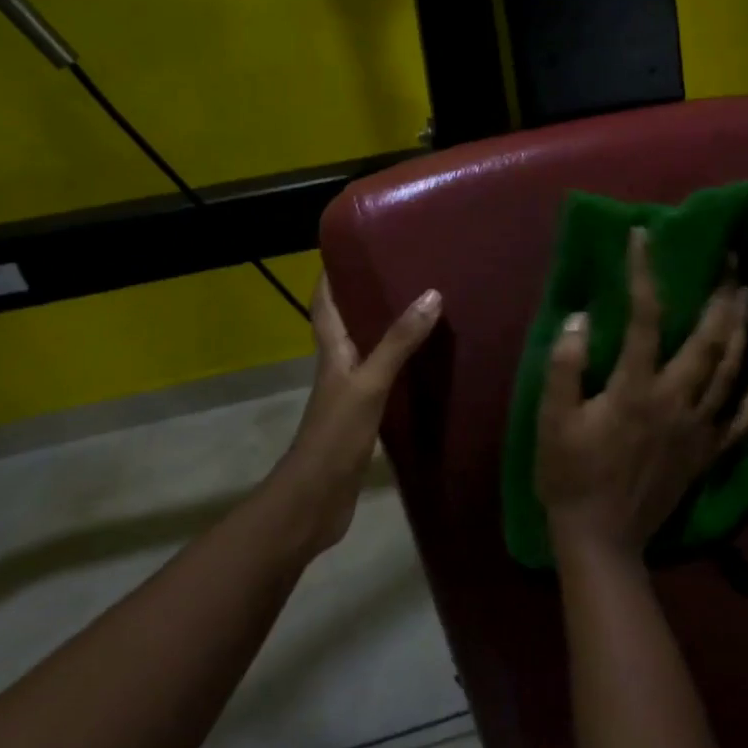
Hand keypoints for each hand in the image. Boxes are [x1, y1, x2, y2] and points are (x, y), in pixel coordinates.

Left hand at [269, 275, 441, 556]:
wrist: (316, 500)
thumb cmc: (336, 435)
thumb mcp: (370, 383)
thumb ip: (398, 342)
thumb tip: (431, 295)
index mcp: (332, 352)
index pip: (325, 304)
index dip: (331, 275)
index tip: (351, 248)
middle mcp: (338, 367)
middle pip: (348, 323)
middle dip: (367, 297)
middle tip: (403, 273)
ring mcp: (350, 394)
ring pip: (368, 351)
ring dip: (387, 332)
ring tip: (421, 310)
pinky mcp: (364, 418)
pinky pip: (384, 381)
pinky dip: (401, 367)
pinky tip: (425, 367)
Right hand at [536, 228, 747, 566]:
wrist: (601, 539)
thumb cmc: (570, 476)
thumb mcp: (553, 420)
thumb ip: (566, 367)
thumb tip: (582, 317)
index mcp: (636, 389)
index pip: (646, 318)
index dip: (645, 273)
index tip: (643, 236)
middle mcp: (677, 401)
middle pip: (709, 339)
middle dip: (722, 294)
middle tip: (732, 259)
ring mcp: (699, 428)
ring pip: (732, 370)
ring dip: (743, 329)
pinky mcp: (708, 452)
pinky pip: (743, 418)